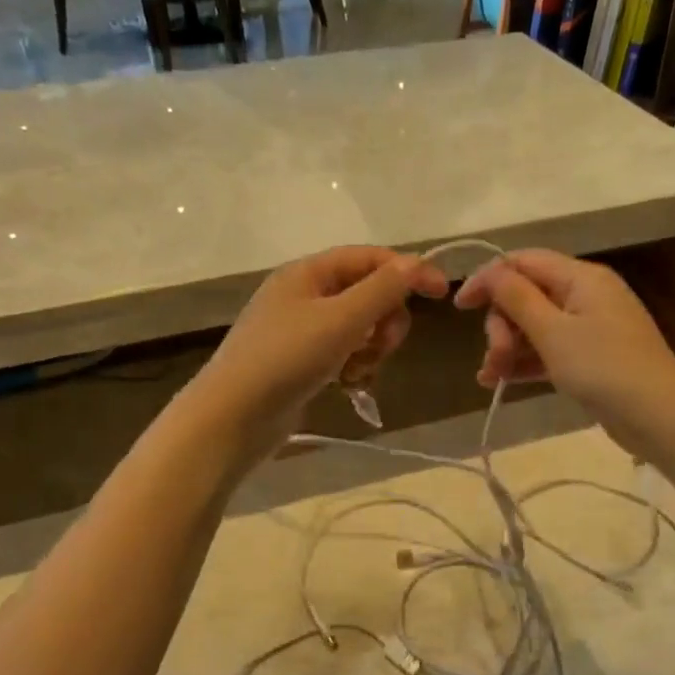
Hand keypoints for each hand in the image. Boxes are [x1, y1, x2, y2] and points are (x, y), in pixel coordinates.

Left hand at [187, 246, 448, 457]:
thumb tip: (417, 262)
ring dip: (372, 346)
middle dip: (386, 318)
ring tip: (360, 369)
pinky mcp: (301, 360)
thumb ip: (383, 289)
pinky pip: (343, 351)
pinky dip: (354, 364)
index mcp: (308, 272)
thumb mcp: (341, 319)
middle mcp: (304, 293)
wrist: (233, 417)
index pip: (370, 257)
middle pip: (368, 292)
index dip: (408, 271)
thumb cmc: (286, 359)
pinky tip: (349, 383)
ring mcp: (301, 328)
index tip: (441, 295)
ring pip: (359, 325)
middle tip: (383, 344)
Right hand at [455, 249, 674, 456]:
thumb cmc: (604, 369)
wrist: (660, 418)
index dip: (488, 279)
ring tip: (489, 377)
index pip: (523, 262)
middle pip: (527, 295)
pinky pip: (548, 349)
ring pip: (534, 325)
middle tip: (494, 357)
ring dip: (508, 347)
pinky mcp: (590, 357)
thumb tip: (490, 271)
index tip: (460, 307)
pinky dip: (525, 362)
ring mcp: (589, 327)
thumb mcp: (553, 332)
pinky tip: (499, 382)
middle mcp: (585, 295)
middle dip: (502, 324)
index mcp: (580, 277)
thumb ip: (517, 298)